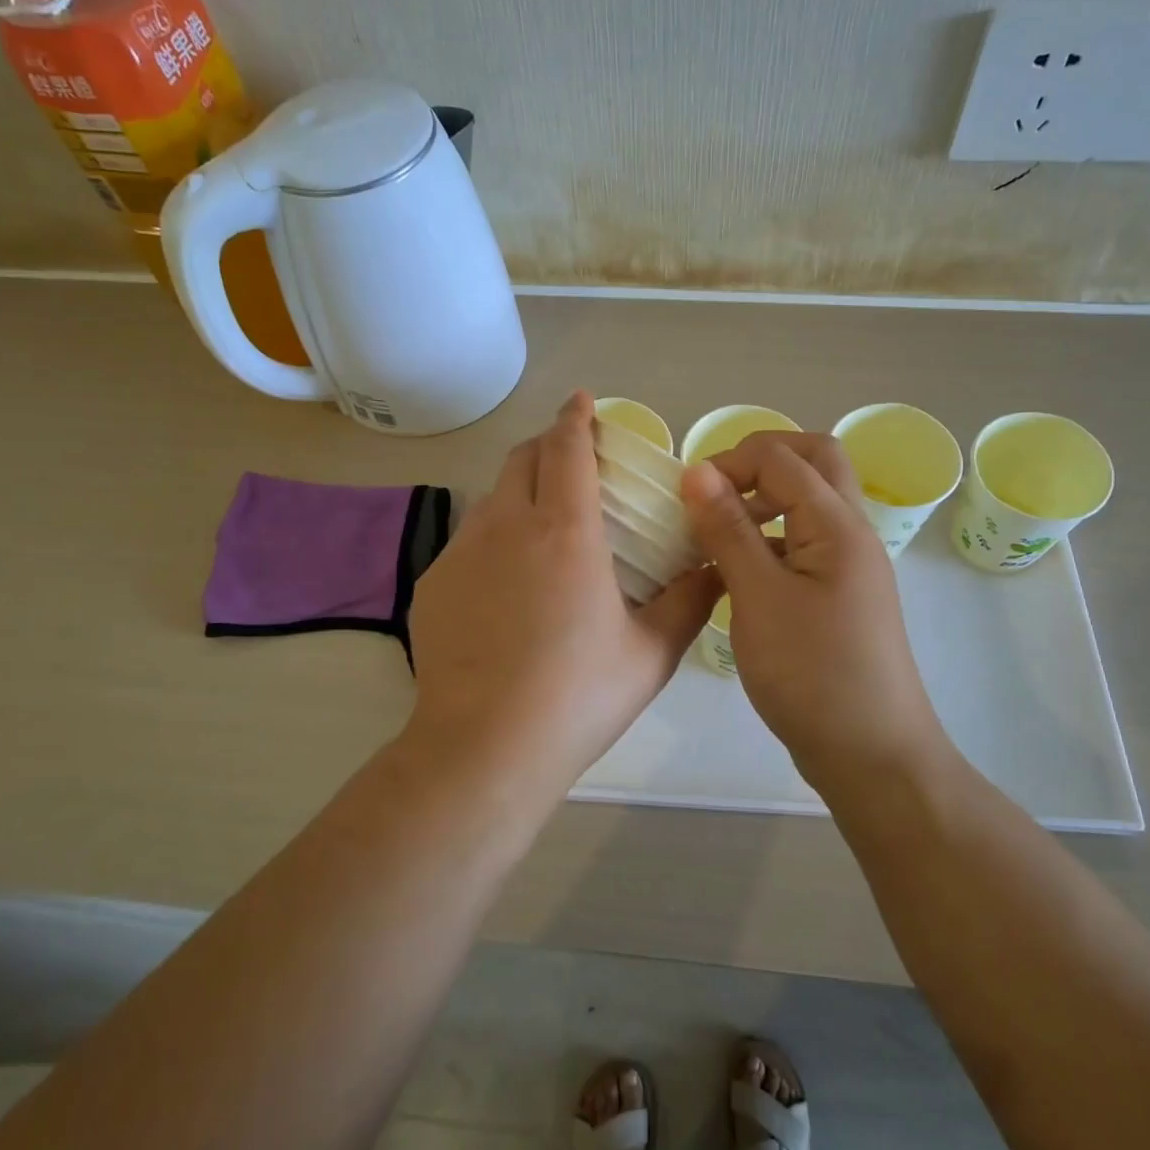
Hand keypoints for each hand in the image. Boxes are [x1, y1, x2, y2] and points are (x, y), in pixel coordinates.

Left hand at [408, 392, 720, 782]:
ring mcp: (462, 554)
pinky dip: (492, 539)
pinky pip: (467, 542)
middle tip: (571, 459)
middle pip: (521, 459)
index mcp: (564, 531)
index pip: (565, 448)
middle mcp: (506, 526)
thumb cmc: (578, 695)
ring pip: (491, 498)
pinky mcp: (434, 585)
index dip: (575, 418)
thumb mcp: (652, 652)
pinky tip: (504, 586)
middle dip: (547, 445)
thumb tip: (716, 568)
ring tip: (541, 524)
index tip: (581, 401)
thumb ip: (690, 602)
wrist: (485, 748)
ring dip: (518, 491)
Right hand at [679, 433, 947, 780]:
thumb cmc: (812, 674)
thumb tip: (697, 470)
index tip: (686, 496)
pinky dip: (770, 537)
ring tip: (717, 530)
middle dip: (759, 462)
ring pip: (811, 501)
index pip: (782, 457)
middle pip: (814, 461)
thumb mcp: (758, 597)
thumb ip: (728, 529)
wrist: (871, 755)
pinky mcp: (839, 594)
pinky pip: (805, 541)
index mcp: (838, 525)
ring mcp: (849, 565)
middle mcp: (852, 532)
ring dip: (765, 498)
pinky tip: (736, 572)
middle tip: (713, 490)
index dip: (729, 462)